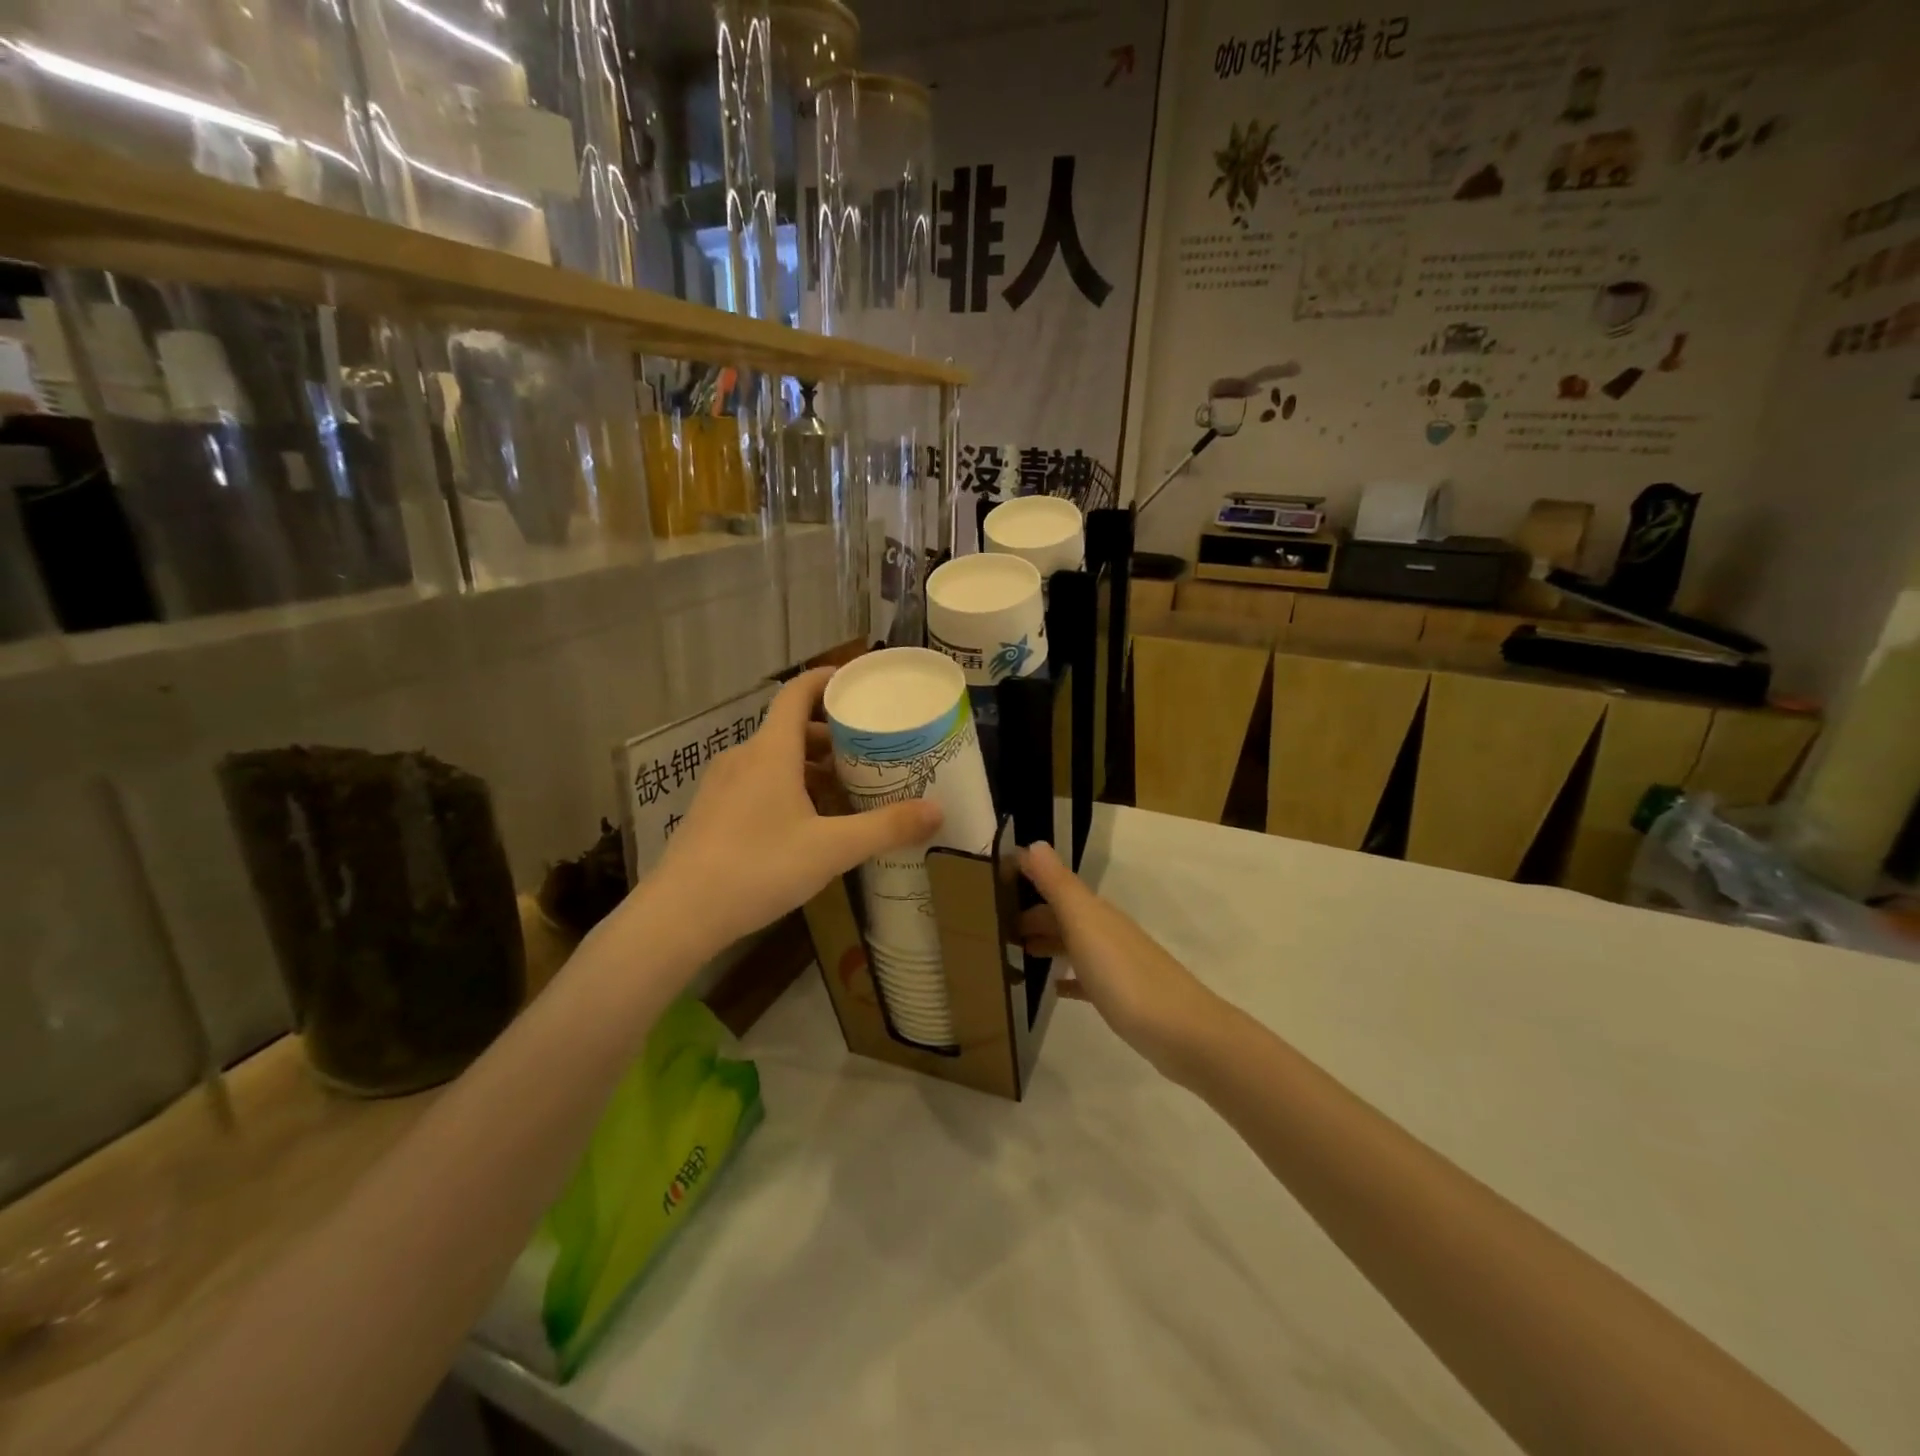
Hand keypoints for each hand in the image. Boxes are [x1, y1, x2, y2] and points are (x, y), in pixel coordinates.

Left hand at [646, 667, 942, 955]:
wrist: (679, 914)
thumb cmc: (759, 867)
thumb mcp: (831, 849)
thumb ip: (885, 828)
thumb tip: (938, 811)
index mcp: (771, 751)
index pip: (798, 693)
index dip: (827, 679)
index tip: (857, 681)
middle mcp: (744, 757)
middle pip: (792, 729)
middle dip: (831, 735)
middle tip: (869, 749)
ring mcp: (723, 785)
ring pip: (775, 759)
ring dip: (810, 766)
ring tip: (846, 789)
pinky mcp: (712, 812)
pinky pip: (758, 783)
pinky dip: (788, 787)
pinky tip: (807, 823)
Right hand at [1020, 841, 1223, 1080]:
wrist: (1182, 1032)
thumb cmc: (1125, 975)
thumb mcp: (1084, 924)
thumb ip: (1058, 885)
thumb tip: (1033, 843)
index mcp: (1095, 912)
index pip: (1055, 886)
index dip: (1029, 880)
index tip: (996, 881)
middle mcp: (1106, 931)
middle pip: (1064, 916)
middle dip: (1033, 916)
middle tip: (996, 927)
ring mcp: (1116, 964)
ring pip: (1074, 944)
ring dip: (1047, 943)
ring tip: (1017, 952)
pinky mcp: (1122, 996)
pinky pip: (1087, 978)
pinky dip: (1068, 978)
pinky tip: (1055, 988)